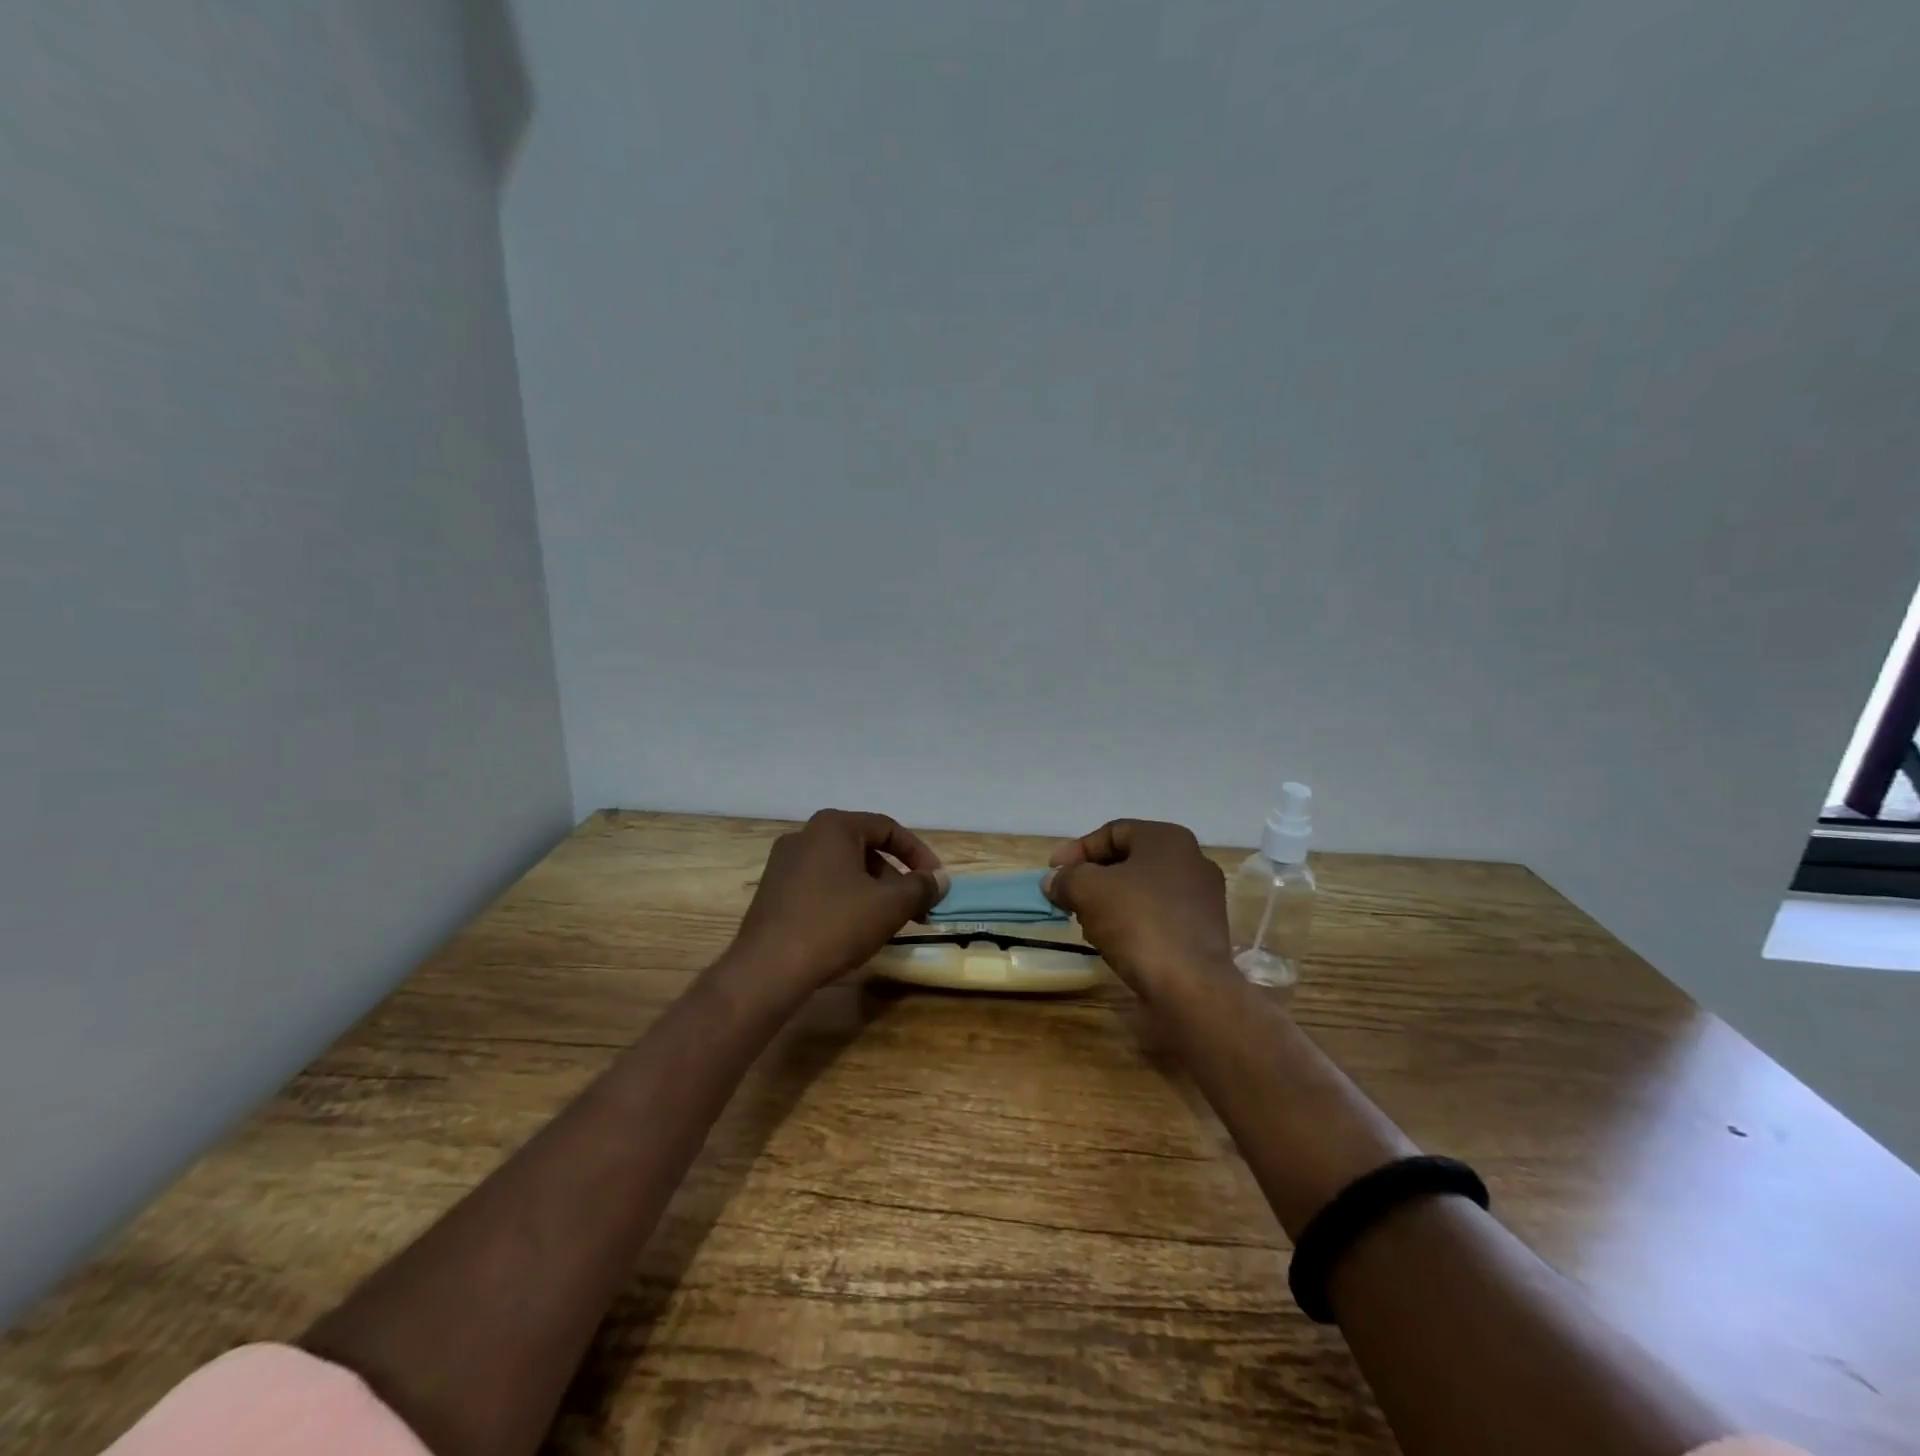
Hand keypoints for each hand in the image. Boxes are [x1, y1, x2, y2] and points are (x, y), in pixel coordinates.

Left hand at [724, 809, 947, 999]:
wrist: (768, 969)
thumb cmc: (835, 925)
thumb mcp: (890, 906)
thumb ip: (920, 887)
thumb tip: (939, 879)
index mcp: (833, 826)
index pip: (888, 829)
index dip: (919, 854)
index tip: (936, 882)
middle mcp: (805, 835)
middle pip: (864, 848)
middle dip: (895, 877)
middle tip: (915, 907)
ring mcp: (783, 863)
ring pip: (842, 869)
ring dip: (872, 890)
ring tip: (888, 922)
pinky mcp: (773, 891)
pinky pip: (820, 886)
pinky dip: (845, 899)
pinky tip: (853, 929)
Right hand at [1043, 819, 1235, 1000]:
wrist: (1190, 987)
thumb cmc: (1138, 922)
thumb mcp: (1088, 890)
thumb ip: (1066, 878)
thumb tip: (1053, 881)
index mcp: (1168, 839)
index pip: (1112, 832)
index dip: (1077, 850)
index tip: (1053, 873)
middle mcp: (1193, 861)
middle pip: (1128, 861)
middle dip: (1092, 878)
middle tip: (1068, 898)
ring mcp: (1203, 898)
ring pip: (1142, 890)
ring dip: (1110, 902)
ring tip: (1087, 924)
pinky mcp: (1203, 932)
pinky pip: (1158, 916)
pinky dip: (1133, 923)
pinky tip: (1114, 943)